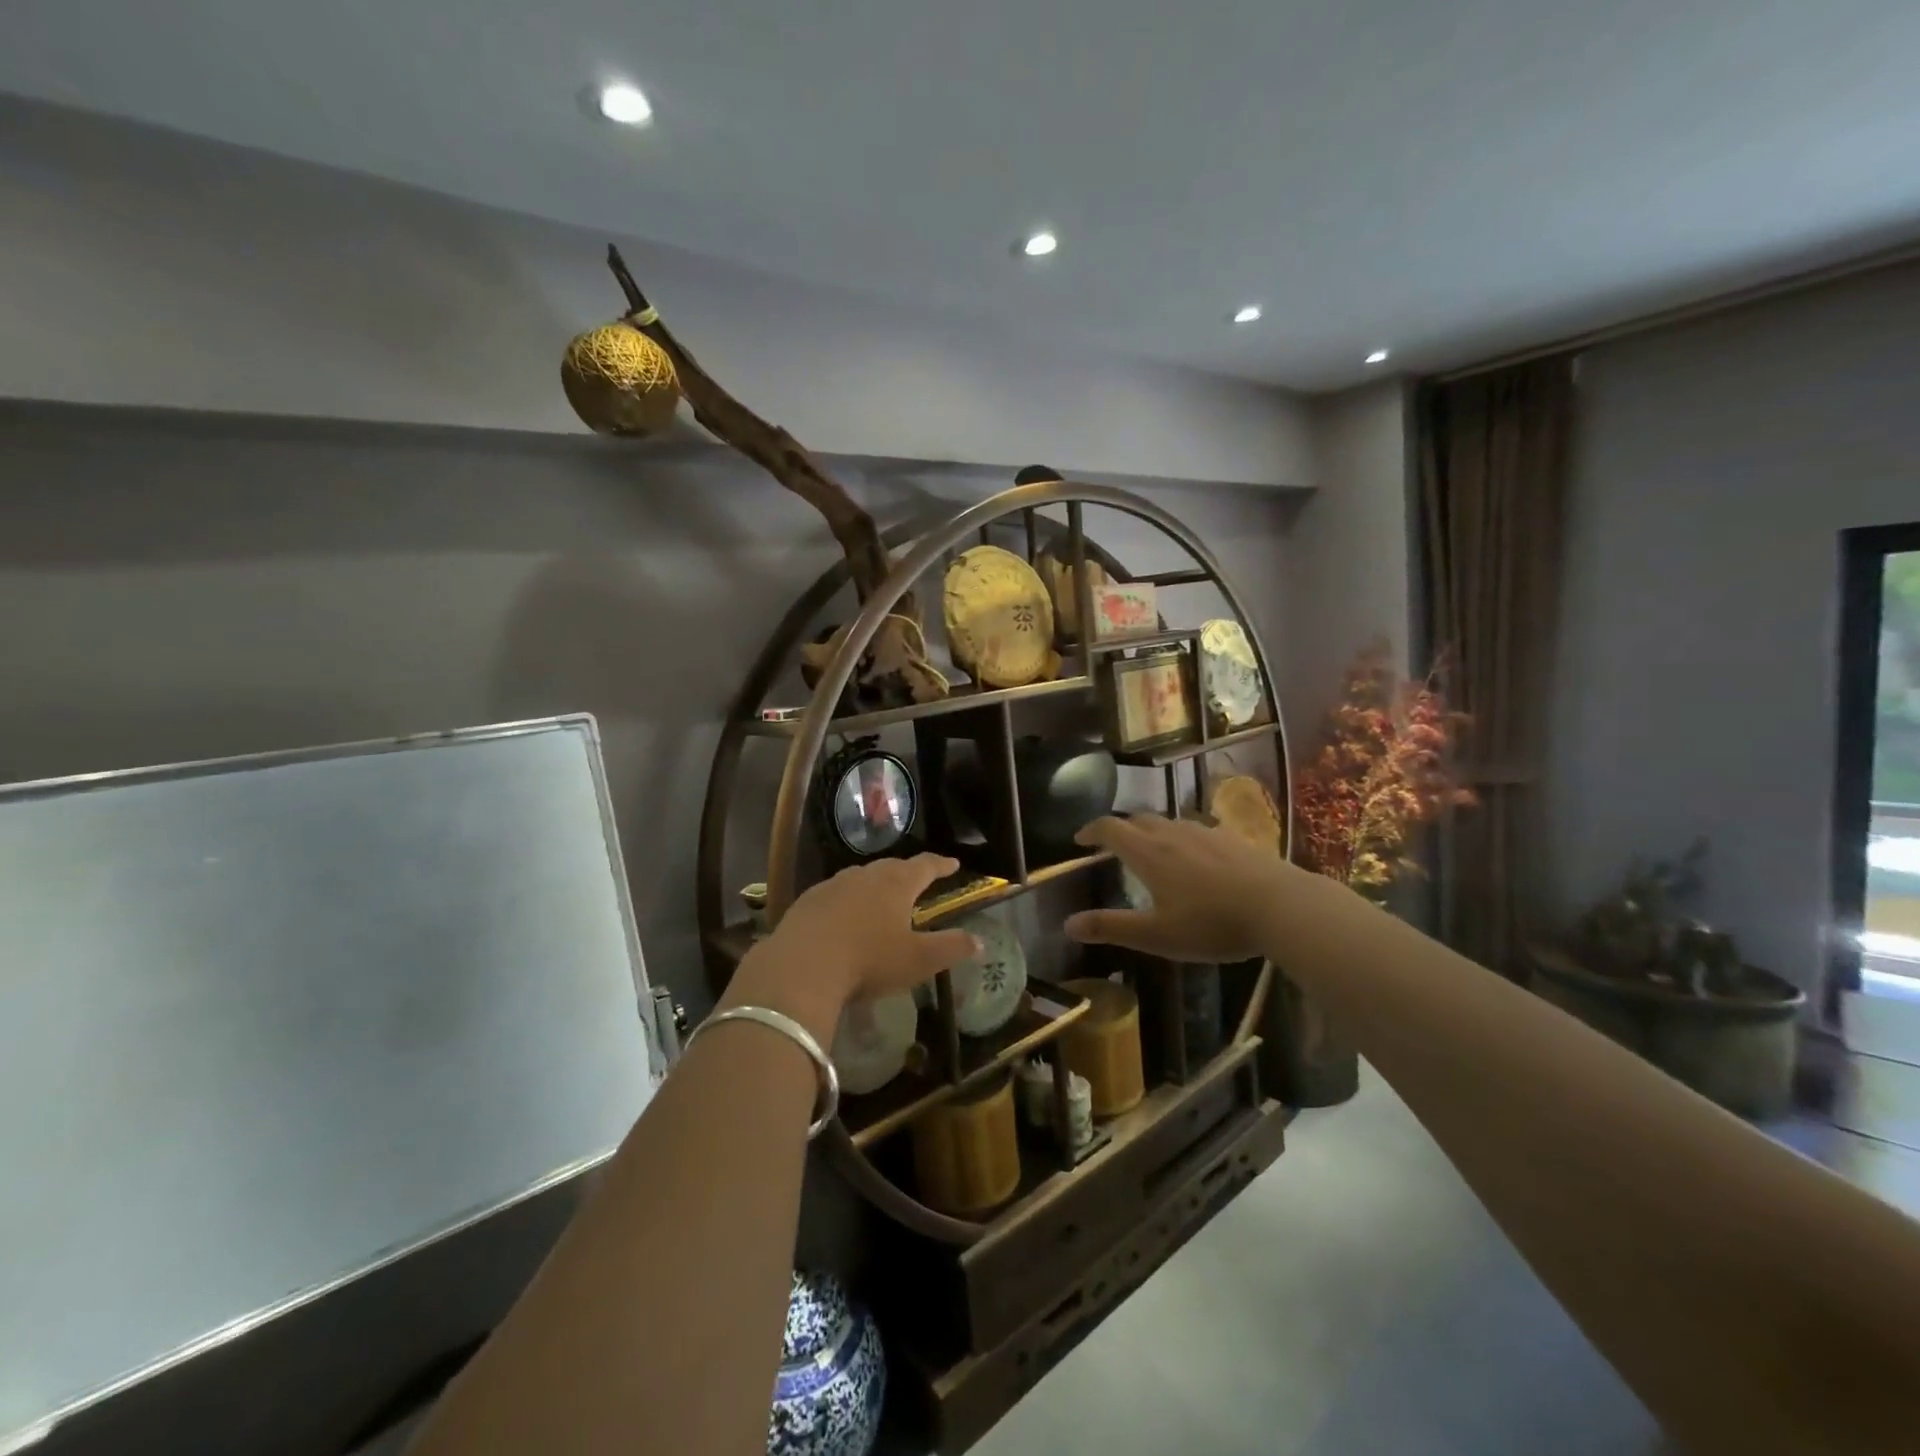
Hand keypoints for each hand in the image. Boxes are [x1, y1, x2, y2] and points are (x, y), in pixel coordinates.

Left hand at [725, 855, 979, 1041]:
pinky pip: (835, 893)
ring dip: (874, 883)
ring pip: (860, 877)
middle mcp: (865, 876)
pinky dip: (847, 899)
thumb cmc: (868, 960)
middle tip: (917, 878)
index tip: (953, 863)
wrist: (802, 967)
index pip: (925, 866)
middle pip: (891, 867)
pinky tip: (843, 915)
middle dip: (907, 871)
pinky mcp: (807, 901)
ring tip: (881, 895)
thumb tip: (980, 941)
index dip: (941, 865)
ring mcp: (832, 886)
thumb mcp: (918, 960)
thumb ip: (951, 948)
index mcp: (896, 884)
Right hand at [1064, 814, 1302, 962]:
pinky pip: (1197, 831)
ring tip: (1152, 851)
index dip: (1091, 830)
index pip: (1110, 828)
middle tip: (1112, 846)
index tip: (1079, 839)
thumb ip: (1111, 928)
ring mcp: (1206, 833)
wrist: (1280, 906)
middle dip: (1121, 829)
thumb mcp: (1156, 935)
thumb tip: (1068, 924)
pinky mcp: (1233, 839)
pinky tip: (1196, 859)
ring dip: (1152, 832)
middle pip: (1139, 820)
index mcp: (1148, 852)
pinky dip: (1182, 839)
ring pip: (1169, 823)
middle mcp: (1173, 833)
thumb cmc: (1211, 923)